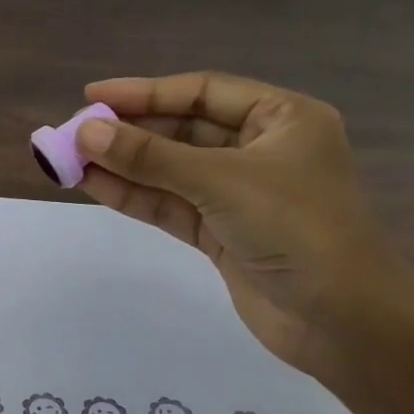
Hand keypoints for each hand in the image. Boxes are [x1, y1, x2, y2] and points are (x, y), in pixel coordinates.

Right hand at [74, 72, 413, 379]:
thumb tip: (87, 133)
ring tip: (70, 158)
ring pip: (171, 170)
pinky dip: (134, 195)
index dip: (145, 92)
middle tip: (75, 133)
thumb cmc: (297, 229)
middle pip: (183, 130)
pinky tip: (93, 184)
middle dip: (129, 132)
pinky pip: (170, 204)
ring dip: (123, 165)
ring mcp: (239, 194)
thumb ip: (151, 158)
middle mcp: (260, 149)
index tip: (93, 97)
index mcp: (282, 118)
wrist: (343, 322)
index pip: (202, 92)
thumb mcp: (221, 182)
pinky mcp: (222, 233)